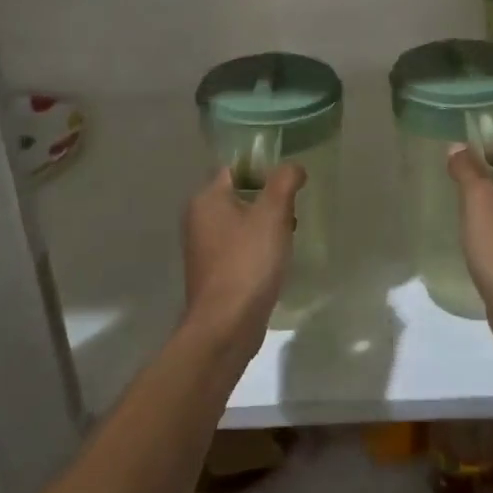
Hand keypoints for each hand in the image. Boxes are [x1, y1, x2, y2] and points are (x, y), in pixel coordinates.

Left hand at [181, 164, 305, 344]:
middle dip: (268, 199)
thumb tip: (293, 167)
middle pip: (239, 194)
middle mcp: (199, 219)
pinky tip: (276, 259)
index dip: (263, 167)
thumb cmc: (248, 262)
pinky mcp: (214, 272)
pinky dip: (258, 247)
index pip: (235, 167)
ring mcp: (204, 248)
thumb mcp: (272, 214)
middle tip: (292, 209)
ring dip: (265, 225)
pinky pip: (239, 247)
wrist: (226, 326)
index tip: (288, 180)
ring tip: (289, 234)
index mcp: (206, 199)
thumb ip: (284, 181)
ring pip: (241, 222)